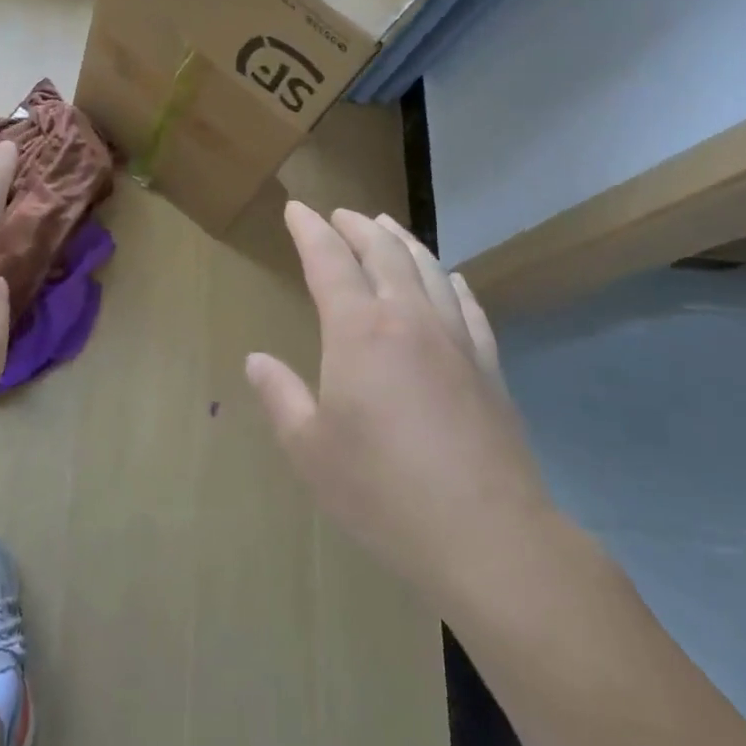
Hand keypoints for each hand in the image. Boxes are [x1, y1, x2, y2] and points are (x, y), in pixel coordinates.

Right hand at [245, 202, 554, 603]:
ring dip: (403, 241)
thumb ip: (280, 396)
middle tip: (339, 213)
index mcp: (359, 332)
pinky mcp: (489, 368)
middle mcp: (409, 320)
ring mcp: (456, 341)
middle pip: (383, 253)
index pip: (329, 261)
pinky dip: (453, 281)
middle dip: (357, 227)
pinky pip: (469, 306)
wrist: (487, 536)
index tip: (296, 209)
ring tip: (387, 226)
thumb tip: (256, 360)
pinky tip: (452, 278)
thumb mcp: (310, 449)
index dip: (310, 231)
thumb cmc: (383, 492)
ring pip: (429, 269)